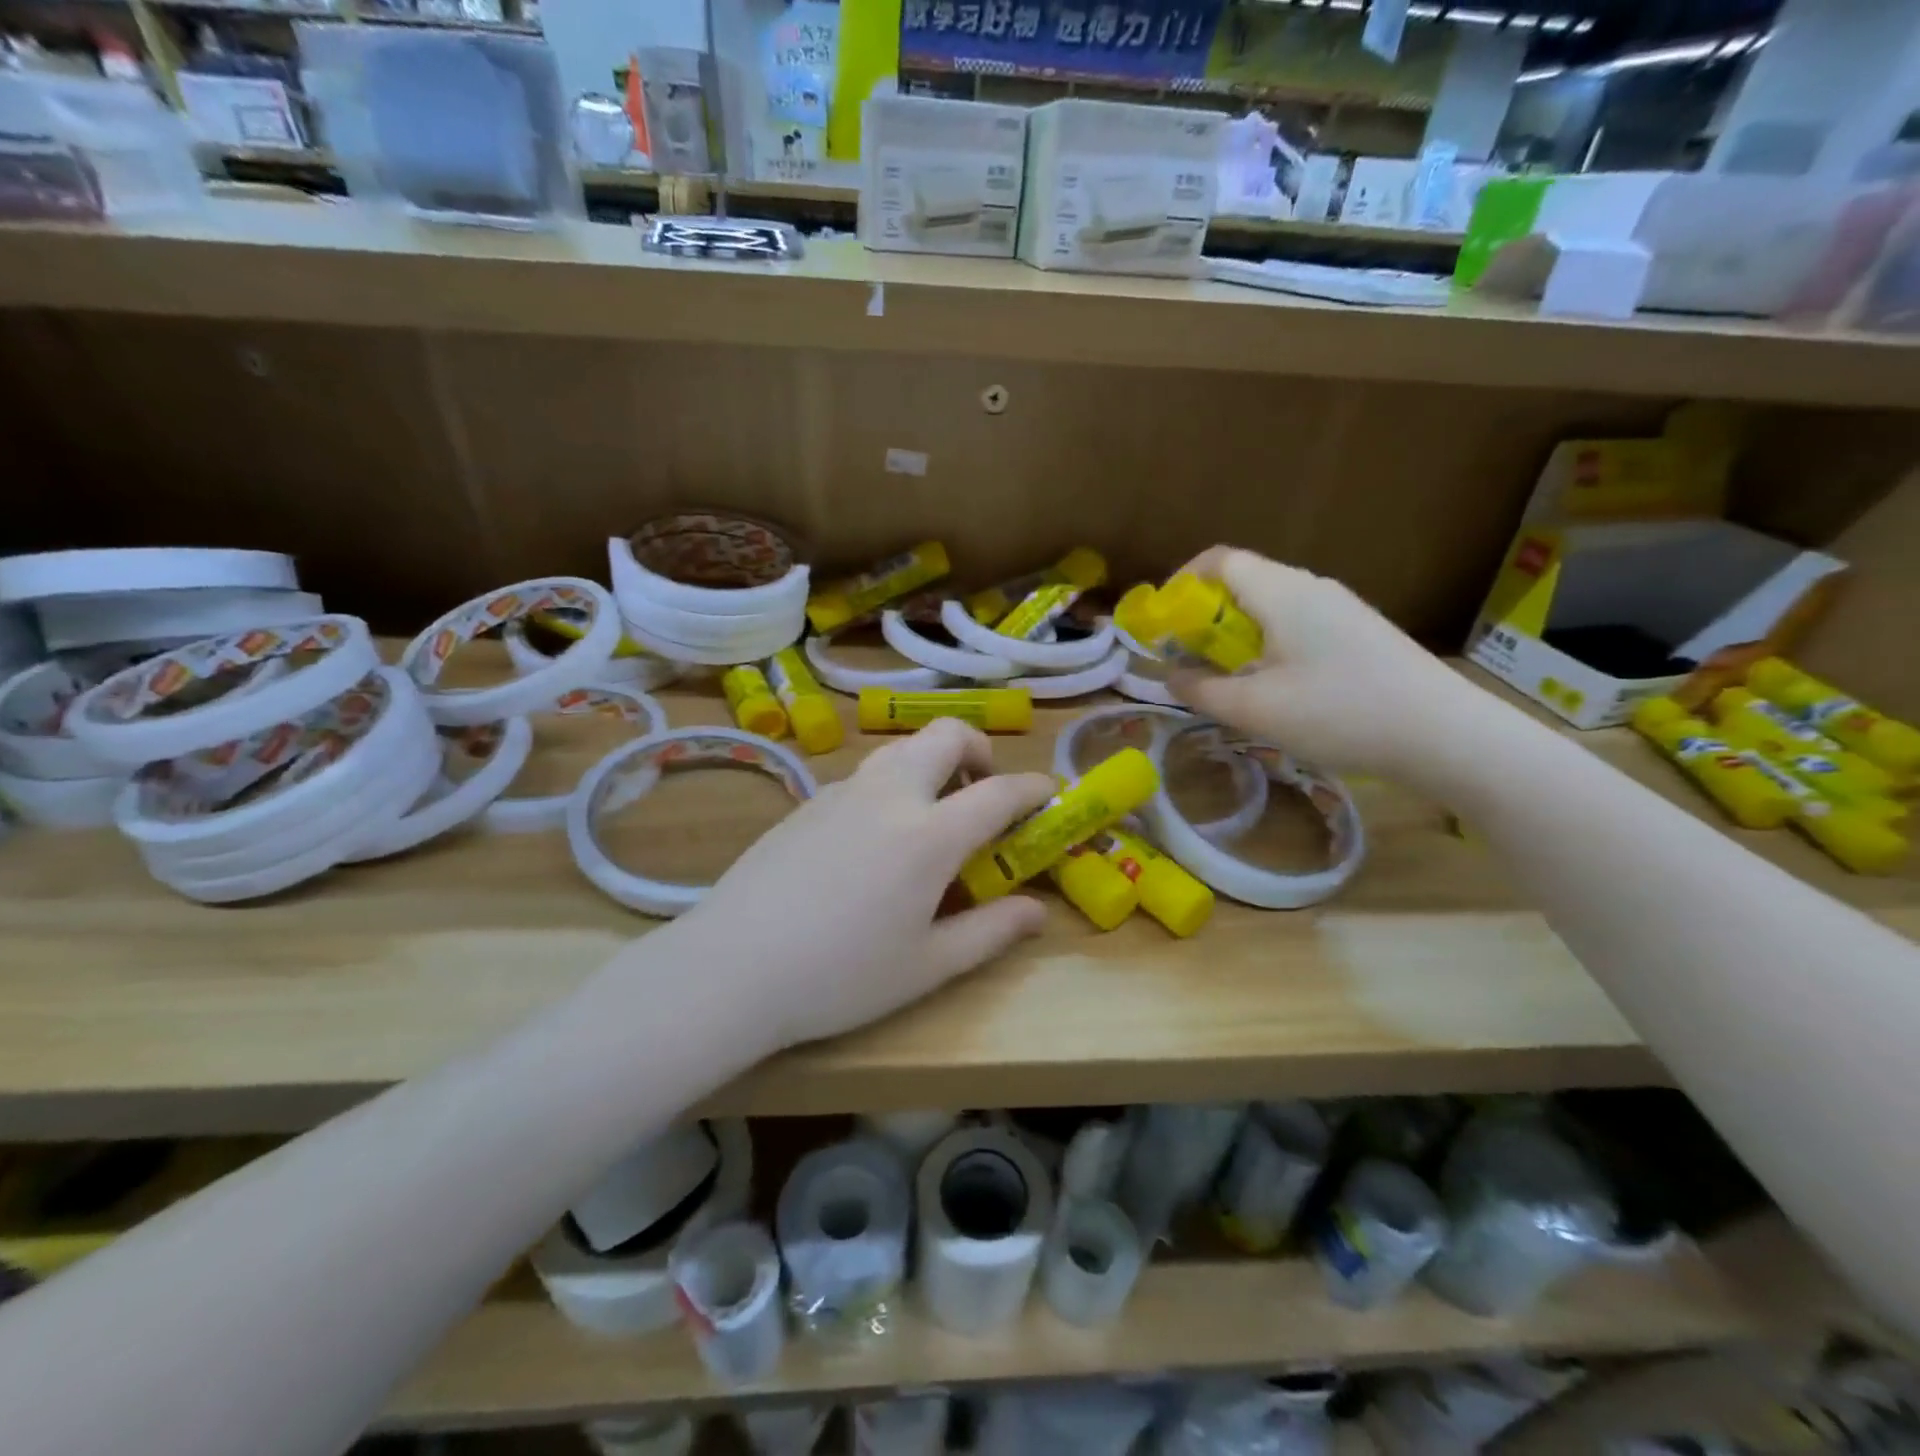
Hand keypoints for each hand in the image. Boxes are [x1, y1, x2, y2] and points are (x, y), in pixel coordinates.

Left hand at [662, 719, 1055, 1052]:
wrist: (731, 967)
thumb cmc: (840, 976)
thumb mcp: (927, 965)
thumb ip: (991, 931)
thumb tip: (1038, 911)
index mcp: (929, 834)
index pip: (998, 791)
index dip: (1033, 788)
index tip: (1050, 794)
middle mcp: (889, 794)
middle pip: (946, 734)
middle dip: (979, 750)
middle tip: (983, 790)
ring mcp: (843, 791)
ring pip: (901, 747)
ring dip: (932, 763)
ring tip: (933, 812)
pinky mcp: (808, 802)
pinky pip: (866, 773)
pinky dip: (892, 783)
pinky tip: (877, 836)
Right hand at [1169, 547, 1480, 781]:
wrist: (1444, 735)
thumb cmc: (1338, 713)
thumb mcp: (1254, 709)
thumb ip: (1200, 689)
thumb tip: (1169, 675)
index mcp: (1281, 592)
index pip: (1219, 560)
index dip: (1182, 582)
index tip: (1163, 621)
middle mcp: (1311, 587)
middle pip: (1243, 582)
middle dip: (1204, 617)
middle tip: (1188, 659)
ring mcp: (1341, 608)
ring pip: (1271, 606)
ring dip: (1236, 635)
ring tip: (1227, 679)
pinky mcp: (1360, 632)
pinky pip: (1298, 624)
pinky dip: (1268, 644)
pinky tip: (1276, 687)